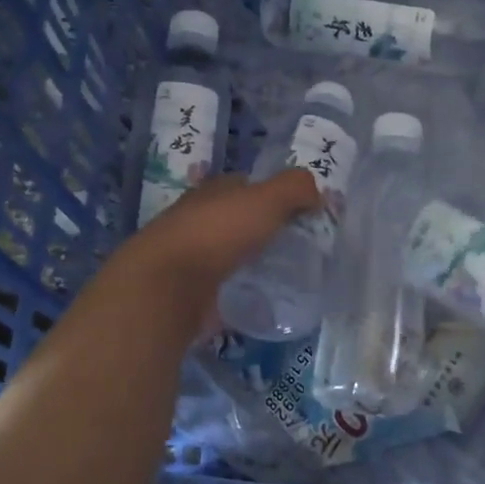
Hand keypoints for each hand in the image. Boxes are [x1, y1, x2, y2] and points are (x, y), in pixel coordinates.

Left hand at [116, 168, 321, 307]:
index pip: (245, 185)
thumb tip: (317, 193)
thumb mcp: (265, 199)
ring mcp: (190, 257)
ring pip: (229, 253)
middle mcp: (197, 219)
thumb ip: (295, 189)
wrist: (167, 287)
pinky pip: (222, 287)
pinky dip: (239, 290)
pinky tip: (260, 299)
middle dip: (263, 228)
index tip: (300, 210)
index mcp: (212, 192)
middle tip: (298, 245)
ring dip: (251, 260)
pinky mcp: (189, 292)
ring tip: (284, 273)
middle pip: (237, 219)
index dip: (273, 193)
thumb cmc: (217, 234)